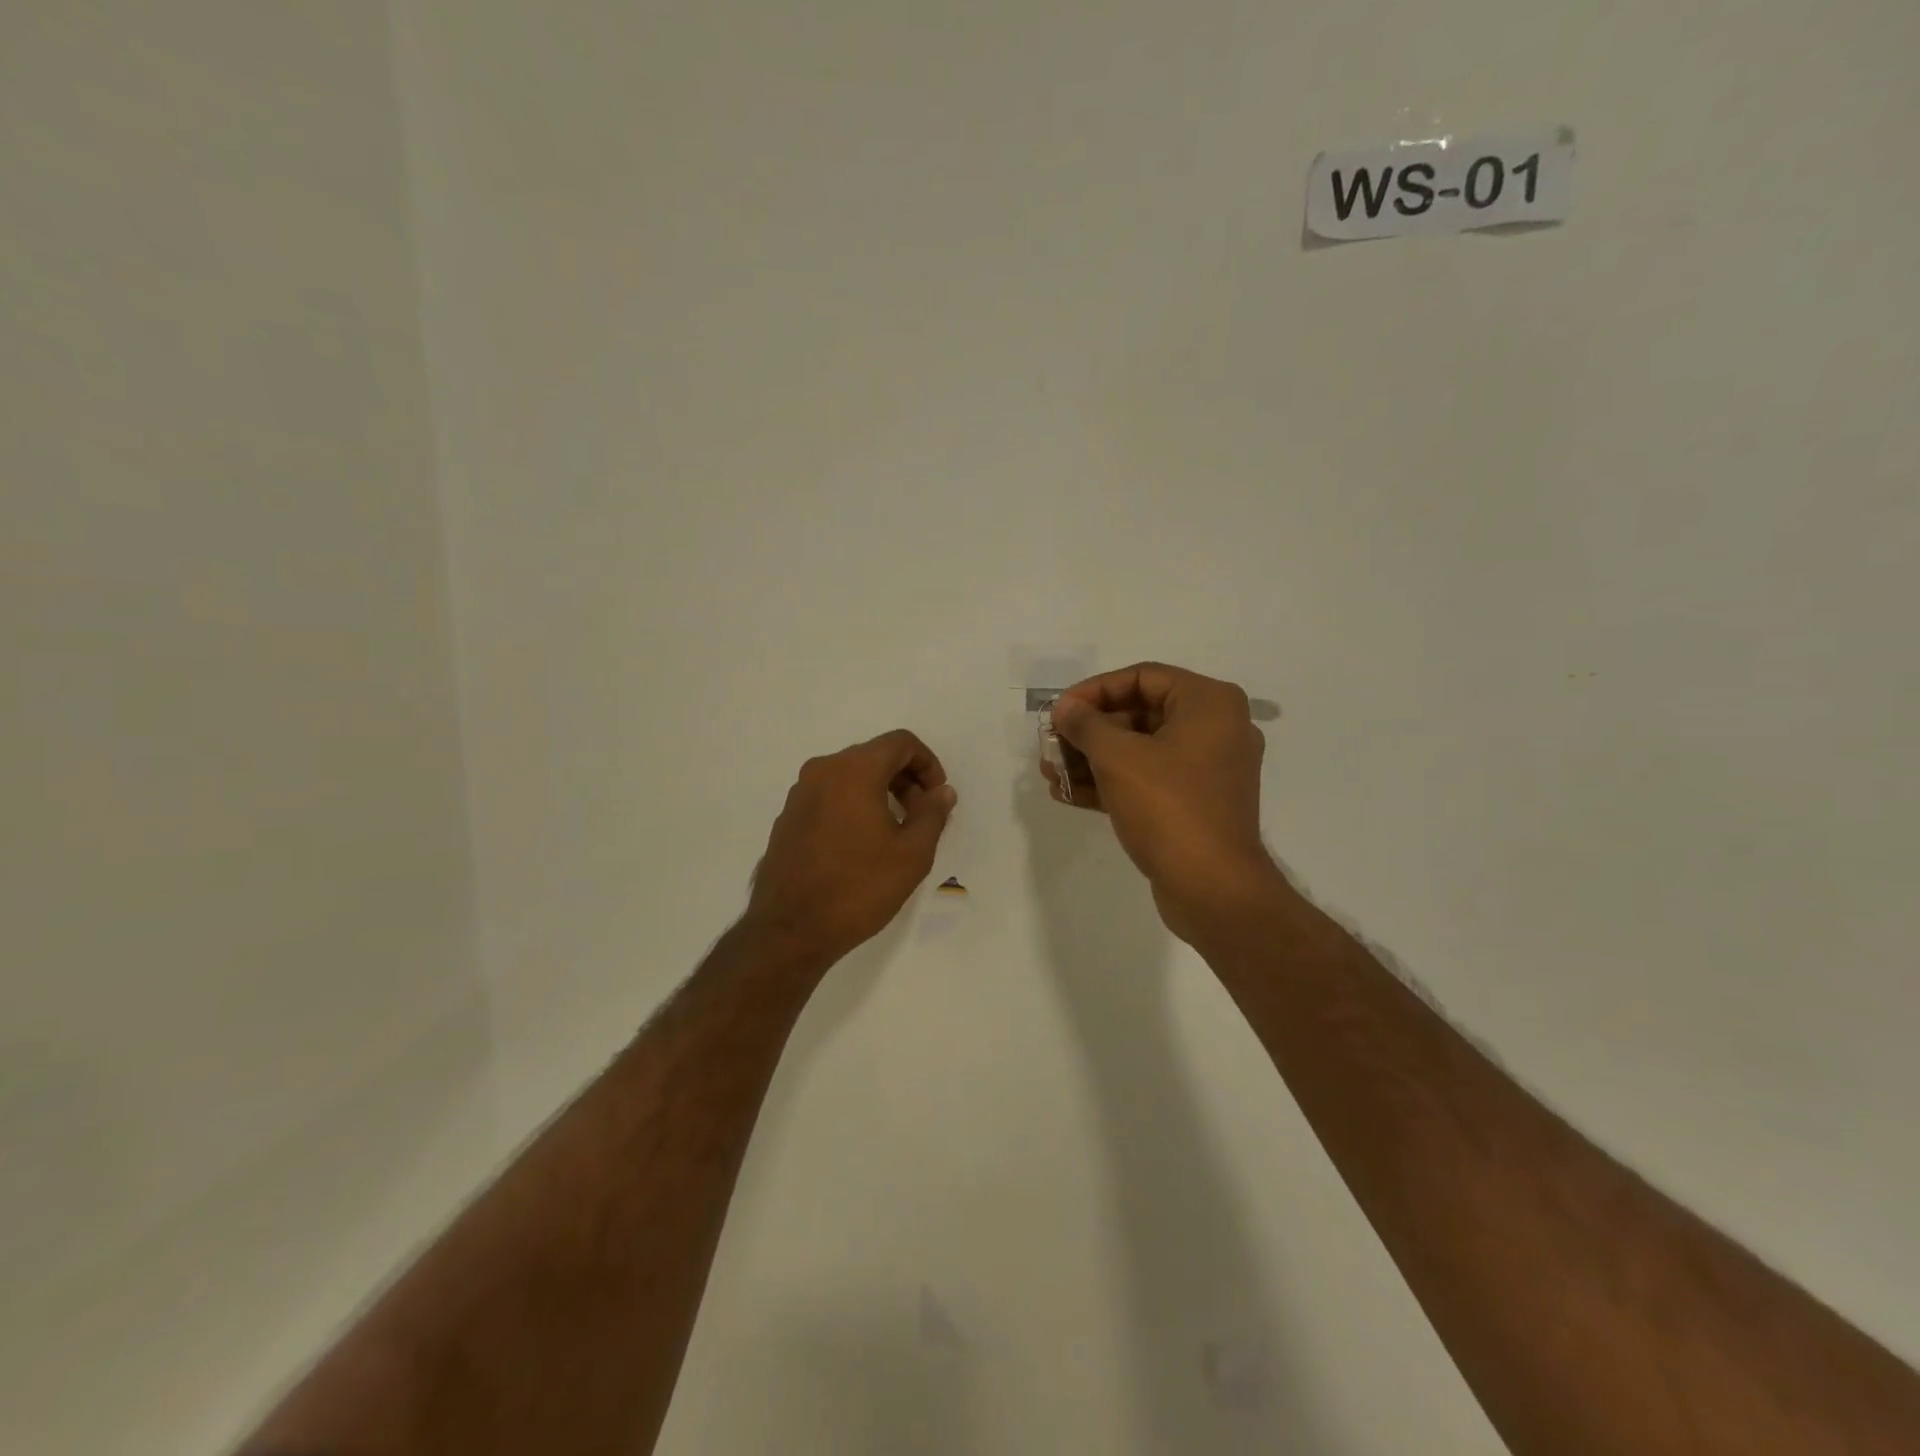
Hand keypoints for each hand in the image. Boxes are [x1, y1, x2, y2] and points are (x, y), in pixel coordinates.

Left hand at [745, 729, 957, 964]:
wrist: (791, 930)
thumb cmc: (859, 887)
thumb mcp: (912, 854)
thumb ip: (933, 814)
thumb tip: (941, 792)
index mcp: (854, 770)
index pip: (900, 743)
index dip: (928, 763)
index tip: (937, 797)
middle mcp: (822, 771)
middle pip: (874, 756)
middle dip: (905, 779)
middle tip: (922, 816)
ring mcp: (800, 794)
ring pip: (850, 776)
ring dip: (879, 792)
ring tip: (895, 832)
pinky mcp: (788, 818)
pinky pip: (830, 796)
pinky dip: (853, 806)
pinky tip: (862, 845)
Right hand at [1044, 663, 1279, 941]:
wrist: (1212, 889)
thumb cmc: (1168, 808)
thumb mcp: (1118, 758)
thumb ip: (1086, 725)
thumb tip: (1065, 708)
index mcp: (1209, 703)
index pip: (1142, 677)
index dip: (1094, 690)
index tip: (1059, 712)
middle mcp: (1216, 728)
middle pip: (1140, 713)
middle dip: (1089, 732)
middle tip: (1051, 745)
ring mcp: (1208, 769)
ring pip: (1140, 750)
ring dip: (1093, 759)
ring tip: (1052, 773)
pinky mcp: (1196, 803)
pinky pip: (1149, 780)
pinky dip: (1112, 783)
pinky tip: (1070, 794)